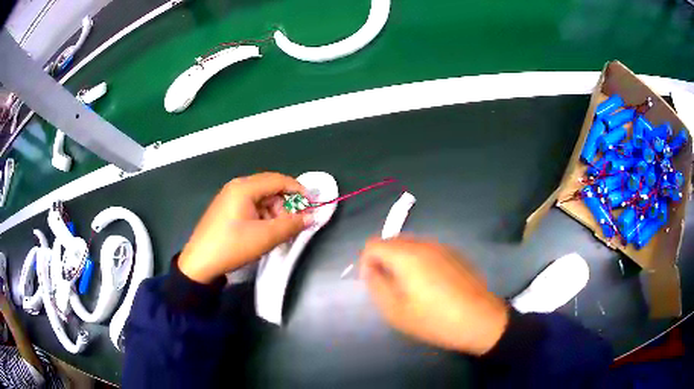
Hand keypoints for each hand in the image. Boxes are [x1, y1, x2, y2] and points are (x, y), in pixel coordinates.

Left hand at [179, 172, 312, 283]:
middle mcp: (236, 187)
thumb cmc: (232, 246)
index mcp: (244, 187)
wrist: (199, 263)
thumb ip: (291, 225)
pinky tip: (264, 231)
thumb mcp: (265, 237)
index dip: (298, 190)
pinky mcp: (226, 209)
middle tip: (293, 224)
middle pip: (269, 188)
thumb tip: (311, 217)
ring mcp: (229, 197)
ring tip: (278, 232)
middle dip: (285, 204)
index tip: (312, 204)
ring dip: (274, 212)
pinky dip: (262, 216)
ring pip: (261, 198)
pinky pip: (251, 206)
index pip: (278, 180)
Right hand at [359, 236, 508, 355]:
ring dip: (402, 261)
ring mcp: (442, 246)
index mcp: (406, 255)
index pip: (373, 244)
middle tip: (391, 287)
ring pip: (410, 246)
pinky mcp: (455, 253)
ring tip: (411, 288)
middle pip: (392, 242)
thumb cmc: (434, 319)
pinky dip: (420, 262)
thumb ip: (376, 285)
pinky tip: (431, 285)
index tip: (375, 284)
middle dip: (384, 261)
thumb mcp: (395, 310)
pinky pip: (427, 251)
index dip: (367, 263)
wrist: (479, 320)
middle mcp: (423, 243)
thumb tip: (370, 269)